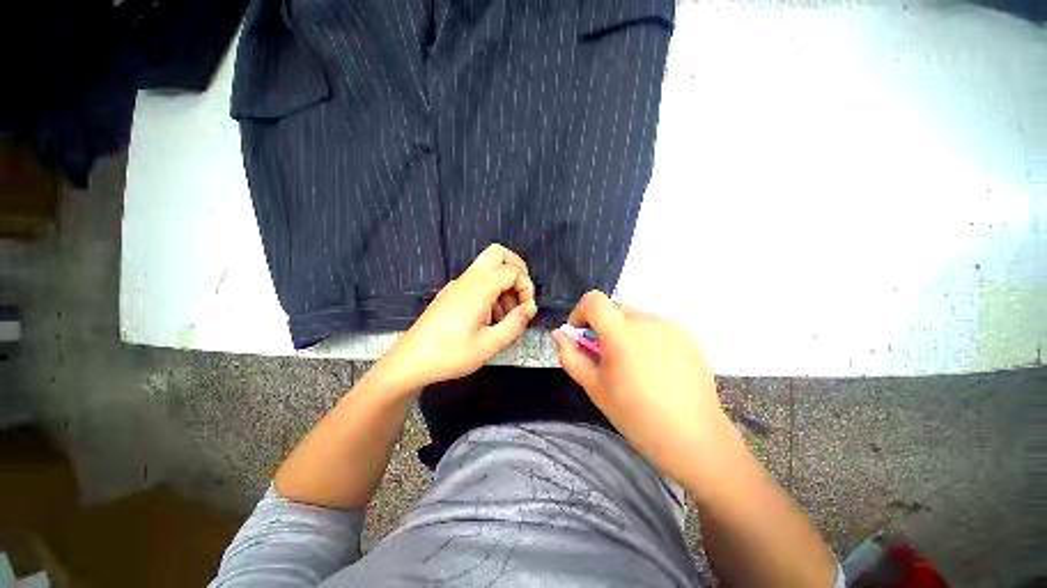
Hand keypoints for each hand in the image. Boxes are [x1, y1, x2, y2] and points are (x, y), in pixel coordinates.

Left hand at [377, 244, 537, 393]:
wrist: (410, 361)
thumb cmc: (450, 355)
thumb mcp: (489, 345)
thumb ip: (515, 324)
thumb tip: (530, 308)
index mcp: (478, 289)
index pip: (512, 270)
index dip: (526, 287)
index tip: (526, 310)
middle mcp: (468, 280)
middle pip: (497, 254)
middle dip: (517, 270)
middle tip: (521, 296)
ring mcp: (457, 285)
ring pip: (488, 267)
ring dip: (504, 284)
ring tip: (506, 316)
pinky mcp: (452, 293)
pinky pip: (477, 281)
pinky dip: (491, 291)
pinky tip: (490, 319)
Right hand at [552, 290, 727, 481]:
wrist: (693, 438)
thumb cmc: (636, 415)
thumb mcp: (594, 387)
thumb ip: (571, 356)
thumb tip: (559, 334)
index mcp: (622, 333)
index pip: (594, 300)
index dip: (581, 312)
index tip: (582, 334)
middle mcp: (647, 321)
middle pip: (614, 309)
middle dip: (603, 327)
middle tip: (607, 357)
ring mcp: (671, 327)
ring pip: (636, 318)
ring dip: (625, 333)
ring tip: (633, 366)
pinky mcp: (688, 336)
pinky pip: (656, 327)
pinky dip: (646, 338)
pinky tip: (655, 368)